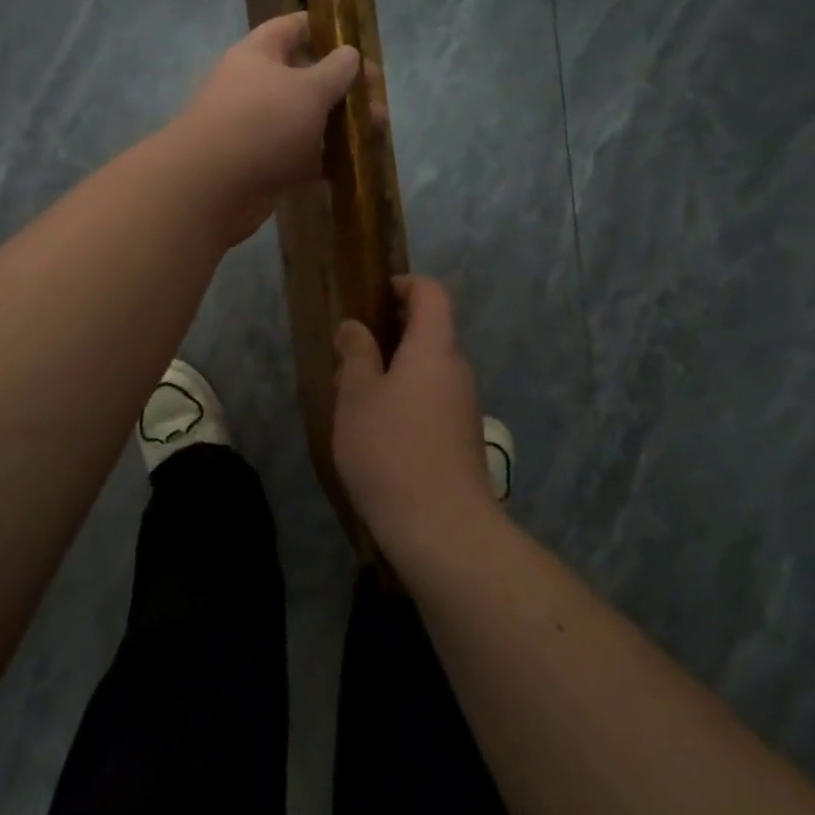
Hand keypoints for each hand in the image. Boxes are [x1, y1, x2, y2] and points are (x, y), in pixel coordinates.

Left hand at [173, 12, 363, 244]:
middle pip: (304, 76)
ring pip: (305, 119)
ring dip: (339, 123)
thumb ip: (335, 70)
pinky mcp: (263, 166)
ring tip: (378, 129)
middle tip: (378, 95)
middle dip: (342, 84)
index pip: (293, 27)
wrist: (212, 187)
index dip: (325, 28)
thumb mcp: (308, 89)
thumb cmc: (262, 122)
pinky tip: (356, 161)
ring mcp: (257, 129)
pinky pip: (301, 156)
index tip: (358, 40)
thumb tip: (350, 53)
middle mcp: (255, 87)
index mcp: (258, 54)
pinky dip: (325, 158)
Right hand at [332, 276, 496, 554]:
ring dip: (395, 368)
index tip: (374, 295)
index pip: (432, 294)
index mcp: (434, 348)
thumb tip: (355, 327)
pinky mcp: (462, 439)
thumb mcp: (358, 397)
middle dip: (391, 331)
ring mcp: (463, 407)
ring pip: (429, 369)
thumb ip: (356, 354)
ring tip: (355, 392)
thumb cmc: (391, 450)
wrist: (443, 530)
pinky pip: (432, 399)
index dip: (405, 284)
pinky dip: (406, 397)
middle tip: (350, 349)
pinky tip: (377, 429)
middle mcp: (457, 370)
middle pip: (431, 331)